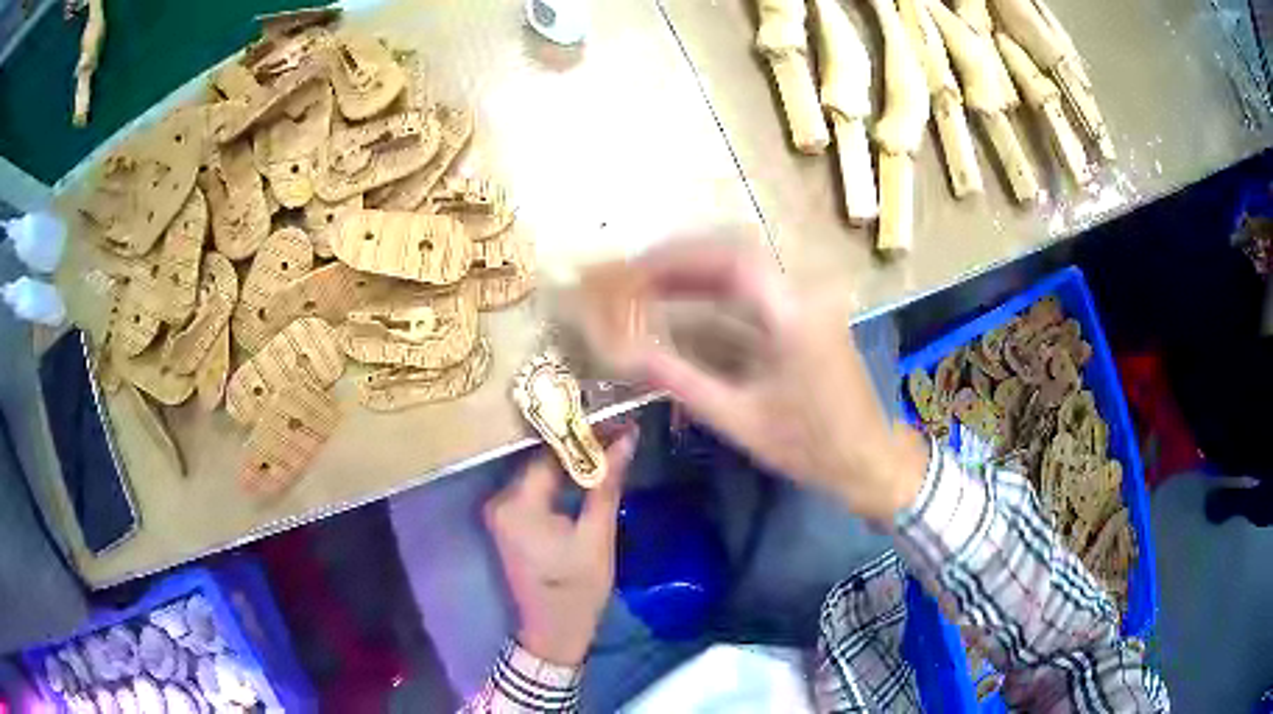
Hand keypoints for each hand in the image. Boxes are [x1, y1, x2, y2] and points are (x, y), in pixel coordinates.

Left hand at [484, 429, 637, 665]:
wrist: (554, 631)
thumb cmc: (578, 589)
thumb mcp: (597, 536)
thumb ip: (606, 483)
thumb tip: (626, 436)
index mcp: (517, 504)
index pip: (550, 452)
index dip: (585, 433)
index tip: (618, 420)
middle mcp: (500, 500)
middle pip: (541, 459)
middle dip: (580, 444)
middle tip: (619, 431)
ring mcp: (500, 510)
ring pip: (540, 471)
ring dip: (571, 460)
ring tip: (610, 444)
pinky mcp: (508, 519)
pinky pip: (535, 487)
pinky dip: (560, 478)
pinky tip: (587, 471)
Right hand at [628, 240, 927, 520]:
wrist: (868, 459)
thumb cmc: (808, 445)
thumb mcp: (739, 417)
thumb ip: (681, 380)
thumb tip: (626, 355)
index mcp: (793, 314)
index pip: (730, 260)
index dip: (678, 258)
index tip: (636, 270)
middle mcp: (804, 295)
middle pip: (737, 255)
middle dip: (683, 261)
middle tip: (637, 276)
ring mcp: (810, 303)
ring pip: (746, 270)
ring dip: (699, 274)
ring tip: (652, 287)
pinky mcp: (809, 317)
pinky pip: (757, 291)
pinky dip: (719, 294)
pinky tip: (690, 307)